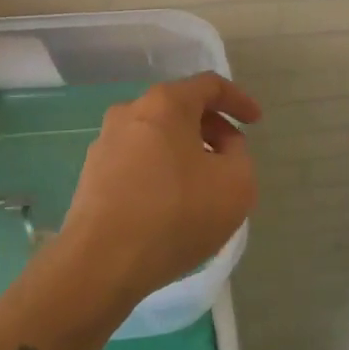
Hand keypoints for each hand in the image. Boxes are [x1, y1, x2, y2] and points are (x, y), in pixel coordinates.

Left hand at [60, 72, 261, 308]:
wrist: (100, 263)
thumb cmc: (176, 214)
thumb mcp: (237, 184)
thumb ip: (239, 154)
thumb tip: (222, 146)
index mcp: (166, 103)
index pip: (210, 86)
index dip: (238, 100)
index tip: (256, 122)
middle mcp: (130, 112)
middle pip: (180, 109)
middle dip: (212, 129)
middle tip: (232, 157)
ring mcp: (105, 143)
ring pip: (157, 136)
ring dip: (185, 152)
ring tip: (203, 186)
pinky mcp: (91, 175)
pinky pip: (137, 161)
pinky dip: (160, 172)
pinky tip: (171, 205)